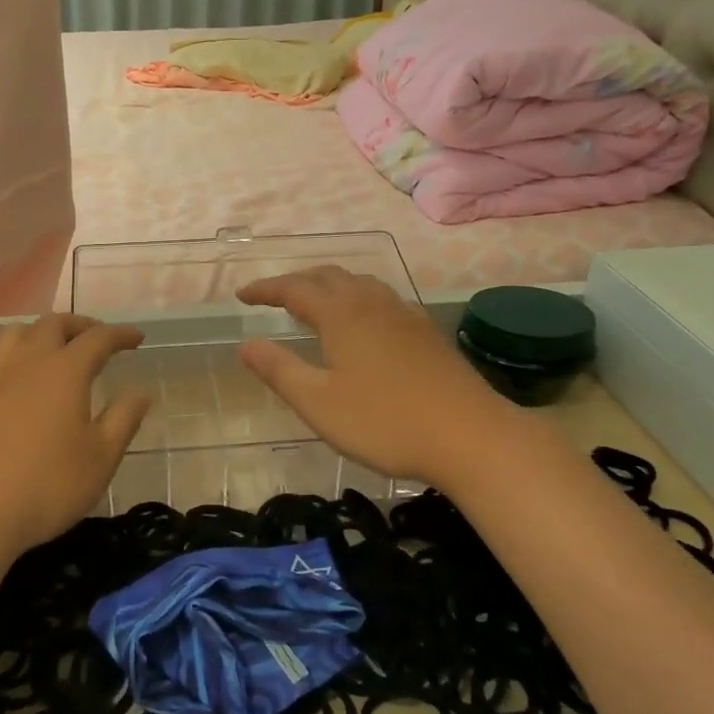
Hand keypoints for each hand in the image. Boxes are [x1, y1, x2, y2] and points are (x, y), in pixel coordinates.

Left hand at [0, 314, 149, 562]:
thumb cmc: (46, 484)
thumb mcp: (100, 457)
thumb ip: (123, 419)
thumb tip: (141, 391)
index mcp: (65, 370)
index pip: (98, 338)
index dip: (120, 334)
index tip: (137, 338)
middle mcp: (28, 363)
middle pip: (53, 324)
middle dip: (80, 325)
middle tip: (98, 337)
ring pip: (18, 334)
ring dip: (43, 332)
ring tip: (58, 349)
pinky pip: (0, 361)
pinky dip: (20, 357)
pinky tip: (25, 384)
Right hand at [237, 267, 548, 493]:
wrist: (471, 436)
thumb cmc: (385, 422)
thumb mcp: (319, 403)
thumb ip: (279, 371)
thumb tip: (246, 344)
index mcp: (342, 314)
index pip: (294, 289)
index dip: (265, 289)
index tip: (242, 295)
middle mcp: (372, 303)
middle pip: (328, 276)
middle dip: (297, 281)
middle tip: (274, 295)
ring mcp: (404, 314)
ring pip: (359, 283)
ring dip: (330, 285)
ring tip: (316, 302)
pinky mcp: (427, 331)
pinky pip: (382, 299)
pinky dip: (358, 298)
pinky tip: (365, 323)